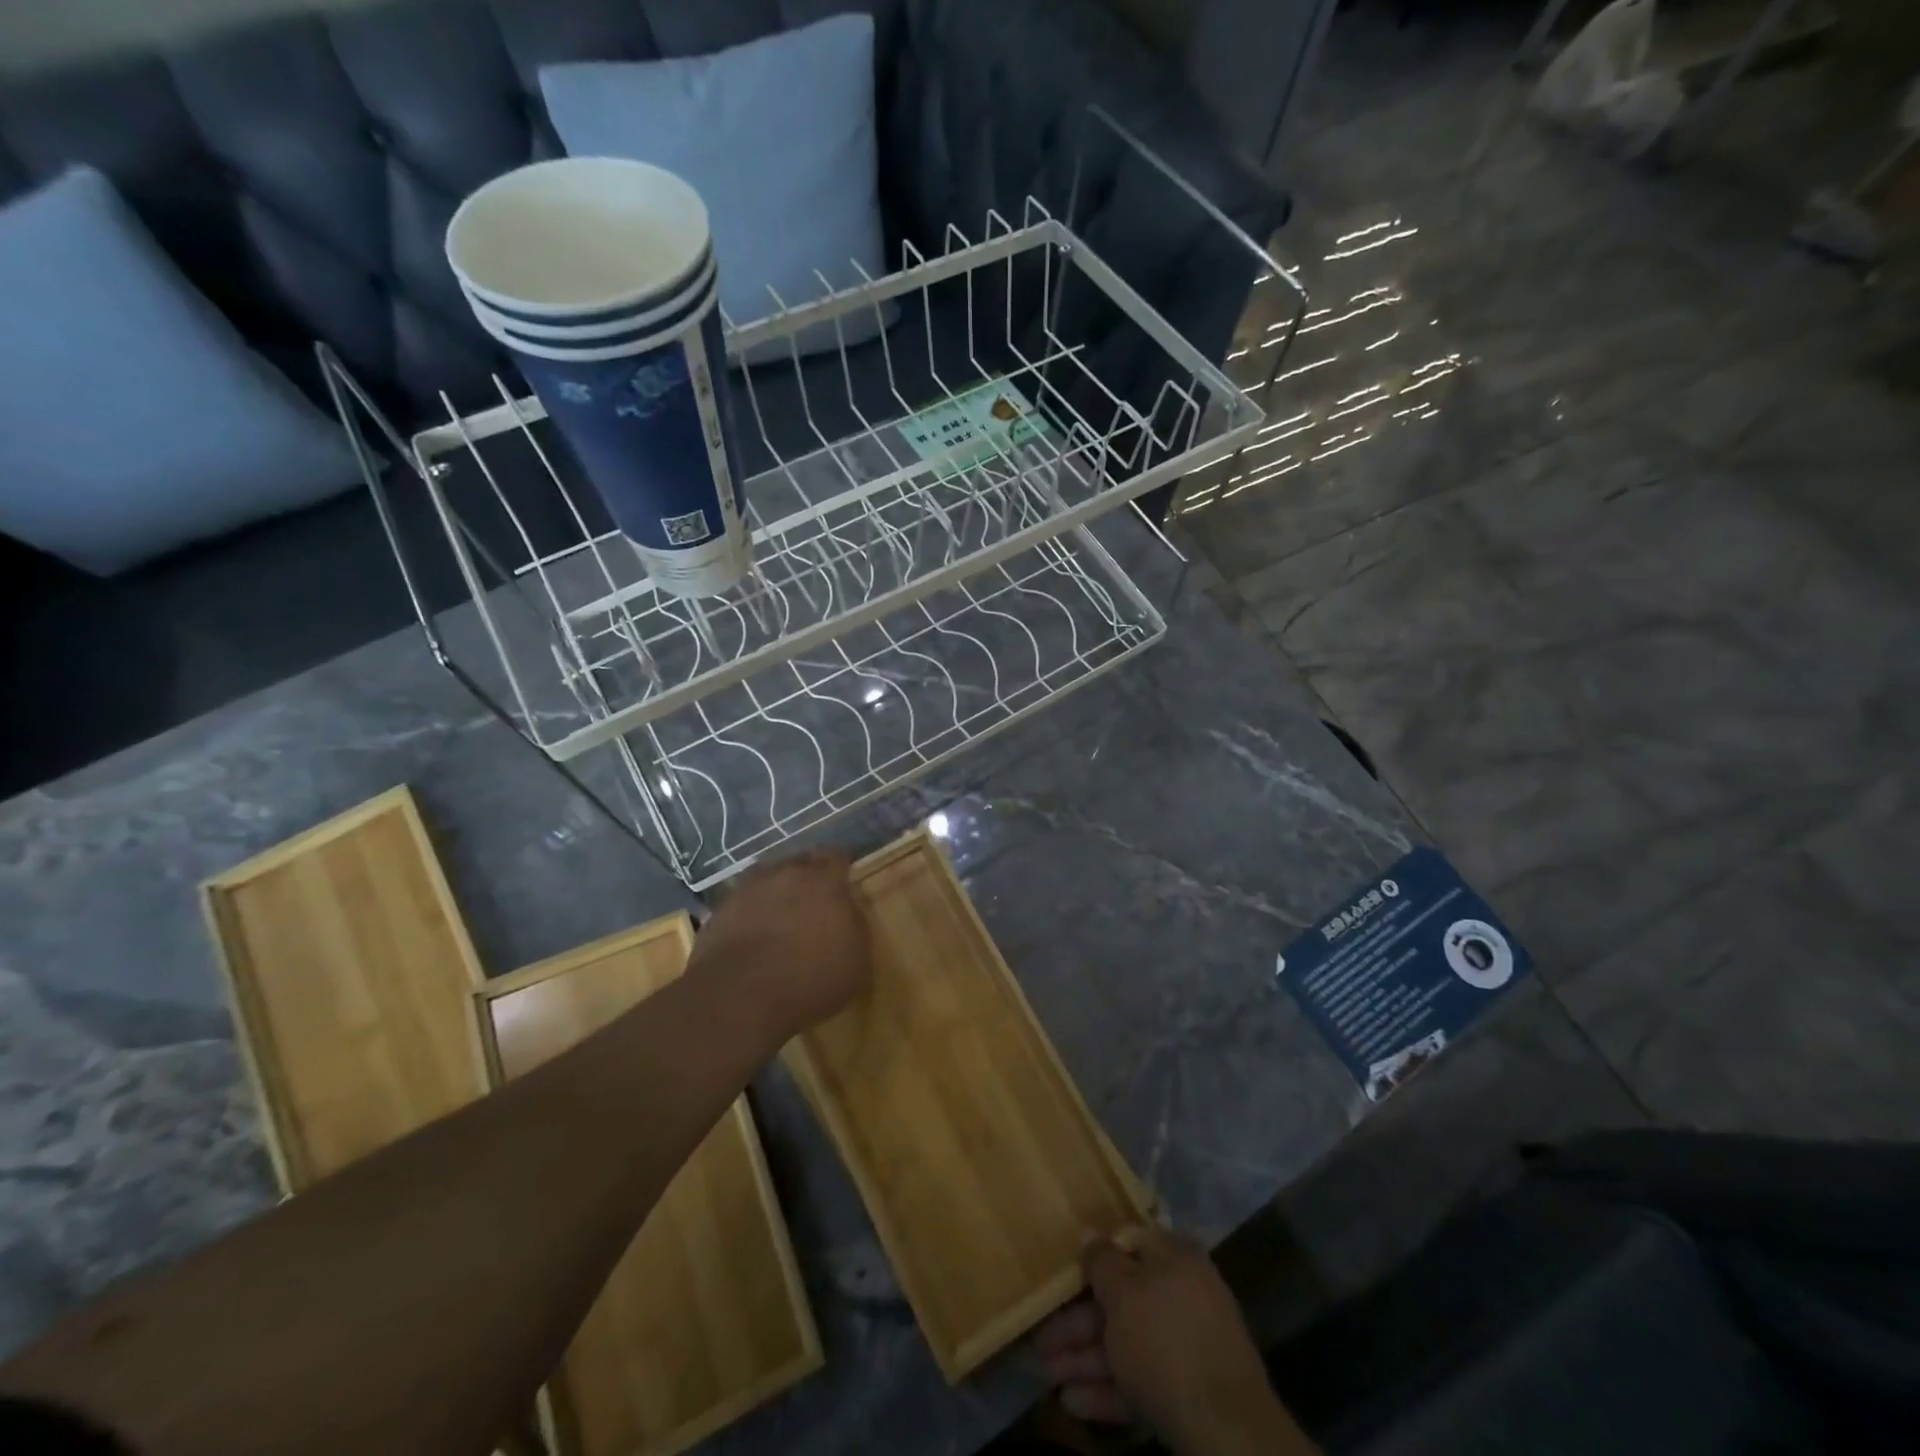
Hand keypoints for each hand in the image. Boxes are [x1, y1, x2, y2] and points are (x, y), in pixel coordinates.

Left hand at [688, 849, 871, 1043]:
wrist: (738, 999)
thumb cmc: (810, 981)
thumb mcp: (857, 963)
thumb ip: (856, 927)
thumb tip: (848, 912)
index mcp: (824, 882)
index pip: (837, 857)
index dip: (841, 866)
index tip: (844, 879)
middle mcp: (785, 875)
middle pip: (800, 862)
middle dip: (808, 876)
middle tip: (814, 900)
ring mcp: (747, 890)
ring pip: (767, 878)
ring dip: (776, 891)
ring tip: (780, 915)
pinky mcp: (719, 911)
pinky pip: (741, 903)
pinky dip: (749, 913)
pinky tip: (752, 935)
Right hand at [1035, 1227, 1304, 1454]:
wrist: (1227, 1431)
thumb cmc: (1165, 1341)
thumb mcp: (1123, 1292)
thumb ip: (1101, 1261)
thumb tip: (1088, 1232)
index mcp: (1174, 1258)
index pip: (1127, 1242)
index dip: (1093, 1256)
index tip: (1061, 1271)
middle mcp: (1182, 1293)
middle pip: (1121, 1300)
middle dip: (1078, 1322)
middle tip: (1041, 1341)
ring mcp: (1187, 1345)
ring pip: (1126, 1342)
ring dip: (1085, 1358)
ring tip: (1047, 1377)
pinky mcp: (1187, 1391)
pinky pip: (1140, 1378)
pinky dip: (1108, 1388)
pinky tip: (1073, 1403)